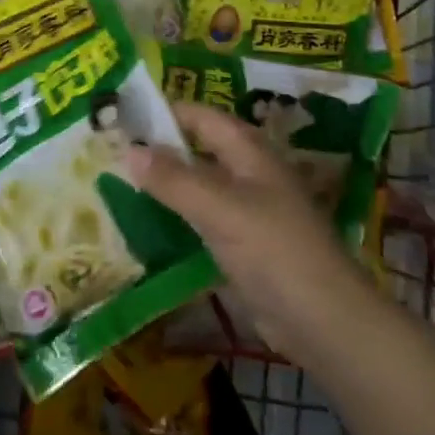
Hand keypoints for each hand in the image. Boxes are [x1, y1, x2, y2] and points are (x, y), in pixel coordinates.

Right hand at [125, 102, 358, 357]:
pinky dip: (175, 216)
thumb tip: (128, 149)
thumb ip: (172, 178)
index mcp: (248, 150)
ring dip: (164, 183)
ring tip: (115, 182)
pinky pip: (201, 218)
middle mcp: (247, 172)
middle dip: (158, 148)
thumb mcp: (218, 208)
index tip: (119, 117)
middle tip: (109, 151)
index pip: (198, 115)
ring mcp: (246, 209)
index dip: (162, 112)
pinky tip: (145, 224)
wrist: (325, 323)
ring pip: (197, 184)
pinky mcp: (243, 244)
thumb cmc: (274, 251)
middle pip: (196, 148)